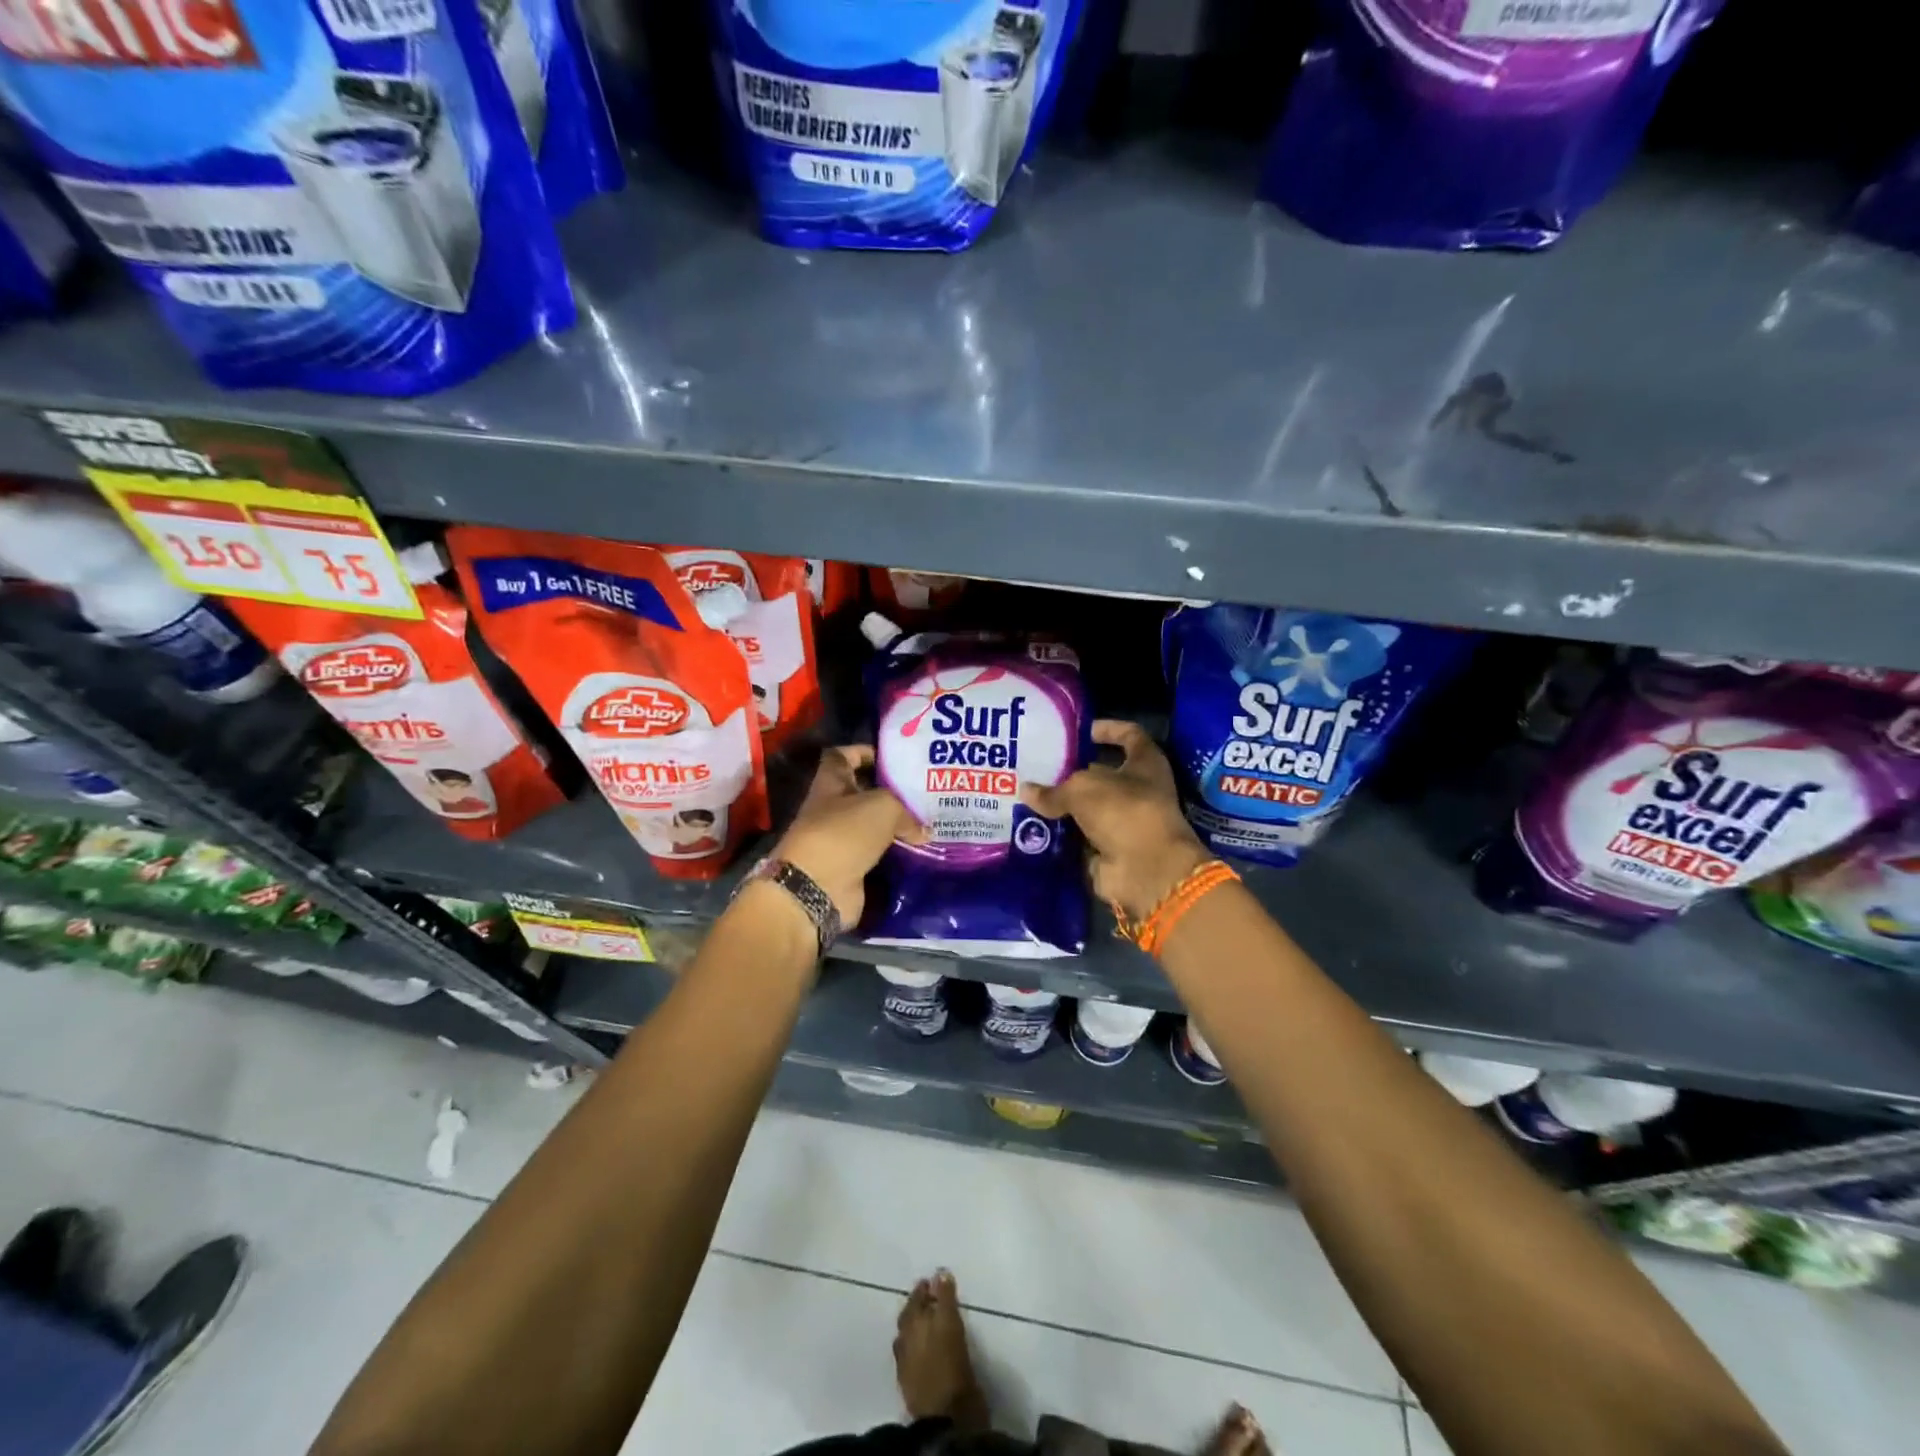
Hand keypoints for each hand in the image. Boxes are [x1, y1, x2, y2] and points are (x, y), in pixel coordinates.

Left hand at [770, 744, 925, 927]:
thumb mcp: (883, 806)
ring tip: (929, 820)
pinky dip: (896, 853)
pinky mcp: (850, 868)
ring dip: (896, 825)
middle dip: (890, 791)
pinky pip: (877, 854)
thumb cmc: (844, 832)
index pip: (843, 756)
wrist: (818, 887)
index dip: (864, 751)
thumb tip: (923, 831)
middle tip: (923, 790)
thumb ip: (906, 811)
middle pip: (862, 792)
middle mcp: (832, 809)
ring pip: (872, 825)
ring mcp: (840, 840)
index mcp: (831, 783)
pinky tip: (921, 850)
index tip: (893, 756)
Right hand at [1020, 720, 1211, 923]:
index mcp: (1145, 762)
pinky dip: (1059, 832)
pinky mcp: (1108, 847)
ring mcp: (1123, 820)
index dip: (1106, 729)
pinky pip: (1078, 834)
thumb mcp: (1083, 790)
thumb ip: (1054, 790)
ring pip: (1086, 806)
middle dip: (1070, 770)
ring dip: (1061, 803)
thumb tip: (1027, 791)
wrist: (1145, 870)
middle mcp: (1137, 789)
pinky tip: (1030, 823)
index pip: (1128, 735)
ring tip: (1026, 792)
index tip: (1079, 730)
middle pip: (1101, 772)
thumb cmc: (1124, 812)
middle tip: (1035, 764)